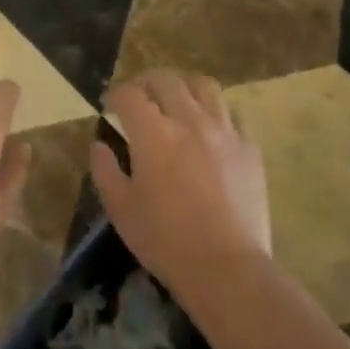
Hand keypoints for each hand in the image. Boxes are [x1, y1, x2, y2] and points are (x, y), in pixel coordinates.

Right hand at [91, 70, 270, 299]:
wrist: (228, 268)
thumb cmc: (166, 240)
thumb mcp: (121, 210)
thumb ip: (105, 170)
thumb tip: (99, 145)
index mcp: (152, 132)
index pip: (129, 94)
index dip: (115, 94)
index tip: (110, 105)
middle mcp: (188, 119)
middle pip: (165, 80)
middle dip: (146, 83)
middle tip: (140, 98)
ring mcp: (223, 131)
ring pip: (204, 86)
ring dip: (185, 87)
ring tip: (178, 102)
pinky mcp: (249, 148)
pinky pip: (234, 114)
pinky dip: (218, 114)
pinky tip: (212, 130)